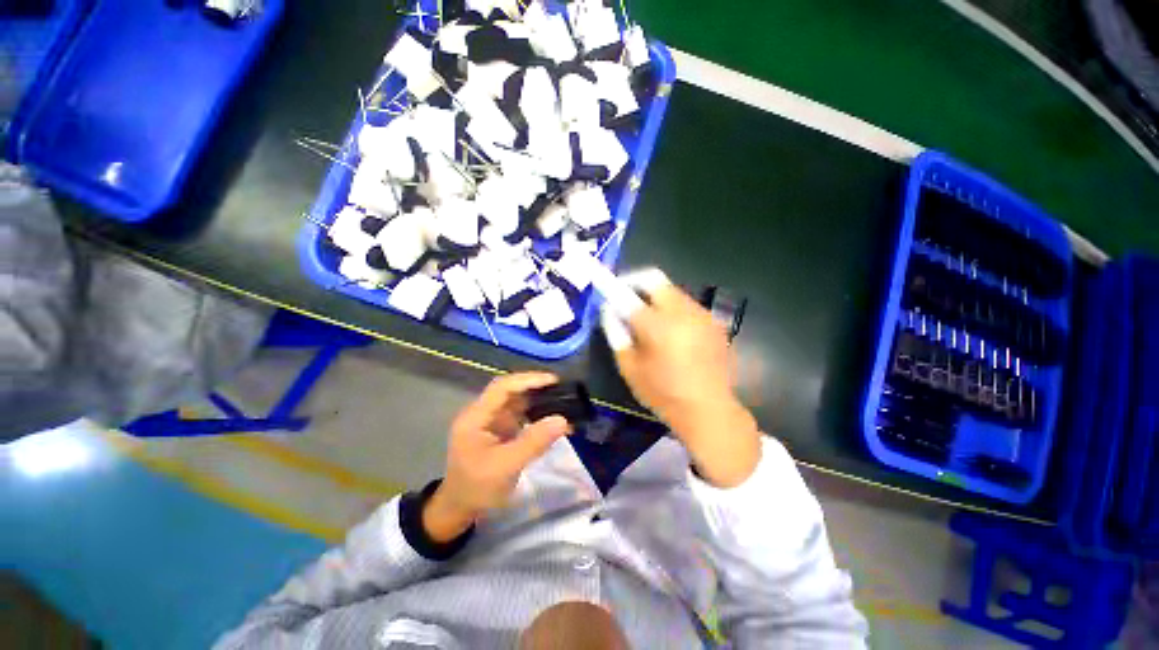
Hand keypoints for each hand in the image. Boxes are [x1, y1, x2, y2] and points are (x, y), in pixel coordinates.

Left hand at [424, 373, 571, 542]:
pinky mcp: (500, 429)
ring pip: (517, 401)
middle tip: (562, 389)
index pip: (502, 387)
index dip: (527, 380)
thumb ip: (534, 442)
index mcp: (476, 417)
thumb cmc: (477, 488)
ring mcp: (491, 420)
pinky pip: (520, 415)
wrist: (460, 509)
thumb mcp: (506, 467)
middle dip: (535, 387)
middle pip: (510, 390)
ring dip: (538, 400)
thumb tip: (563, 420)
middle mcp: (483, 412)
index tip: (553, 380)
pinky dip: (536, 414)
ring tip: (562, 401)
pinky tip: (551, 418)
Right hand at [607, 275, 760, 487]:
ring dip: (656, 298)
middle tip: (627, 302)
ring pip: (673, 291)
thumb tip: (610, 311)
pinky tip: (671, 333)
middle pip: (656, 280)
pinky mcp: (714, 323)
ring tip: (649, 321)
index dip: (614, 285)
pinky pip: (687, 305)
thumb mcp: (630, 368)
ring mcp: (702, 315)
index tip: (606, 286)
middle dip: (637, 285)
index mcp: (658, 325)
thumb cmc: (663, 394)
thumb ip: (616, 334)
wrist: (710, 411)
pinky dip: (673, 309)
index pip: (630, 292)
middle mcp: (683, 311)